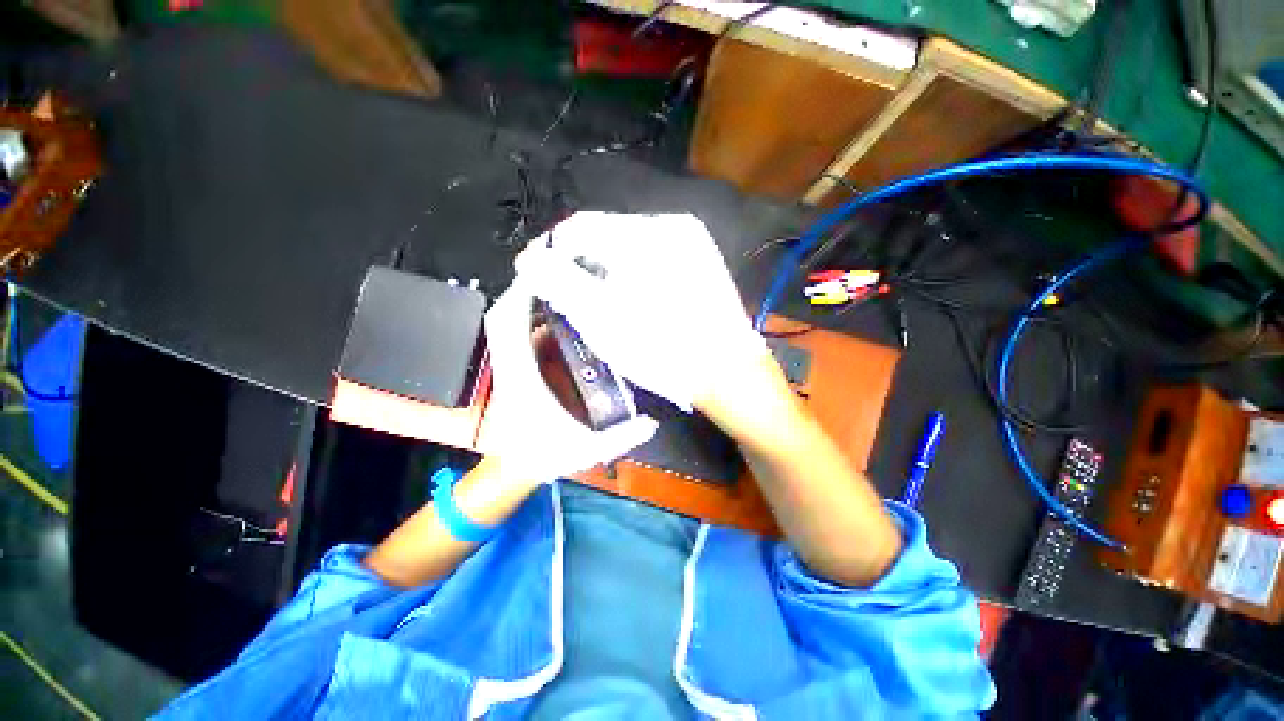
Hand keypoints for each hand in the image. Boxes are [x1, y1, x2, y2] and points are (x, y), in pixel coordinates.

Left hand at [476, 275, 657, 481]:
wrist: (514, 470)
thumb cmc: (543, 457)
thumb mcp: (584, 451)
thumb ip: (619, 439)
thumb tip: (652, 422)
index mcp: (522, 380)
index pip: (510, 328)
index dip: (522, 297)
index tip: (543, 277)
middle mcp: (510, 368)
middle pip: (502, 317)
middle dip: (523, 289)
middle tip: (553, 274)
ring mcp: (509, 368)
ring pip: (503, 324)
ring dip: (522, 301)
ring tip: (552, 287)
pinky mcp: (513, 370)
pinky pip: (512, 336)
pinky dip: (525, 319)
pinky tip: (550, 315)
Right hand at [516, 212, 767, 410]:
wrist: (727, 374)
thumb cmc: (662, 350)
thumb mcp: (601, 317)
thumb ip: (560, 282)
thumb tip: (530, 259)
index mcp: (649, 233)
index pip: (582, 226)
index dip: (550, 249)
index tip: (532, 272)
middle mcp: (673, 227)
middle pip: (606, 237)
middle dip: (578, 264)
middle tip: (561, 293)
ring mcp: (692, 246)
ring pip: (628, 250)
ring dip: (602, 271)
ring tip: (590, 301)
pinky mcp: (700, 265)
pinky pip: (651, 263)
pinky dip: (628, 278)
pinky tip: (624, 302)